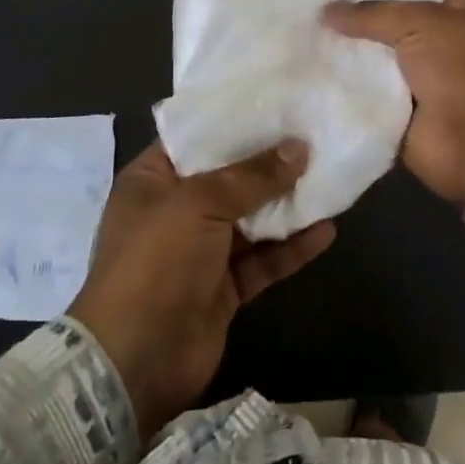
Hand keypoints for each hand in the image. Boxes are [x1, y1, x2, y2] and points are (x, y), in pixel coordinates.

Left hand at [67, 140, 334, 439]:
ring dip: (286, 203)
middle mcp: (176, 208)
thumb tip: (299, 148)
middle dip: (269, 160)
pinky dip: (291, 247)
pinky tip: (326, 230)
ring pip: (251, 218)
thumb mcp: (200, 203)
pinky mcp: (224, 287)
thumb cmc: (157, 261)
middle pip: (229, 176)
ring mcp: (201, 250)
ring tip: (328, 176)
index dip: (234, 120)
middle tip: (313, 135)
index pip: (196, 137)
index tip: (276, 102)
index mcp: (154, 179)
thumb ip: (252, 176)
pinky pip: (263, 259)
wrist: (136, 361)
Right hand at [324, 0, 464, 206]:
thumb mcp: (422, 24)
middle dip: (350, 11)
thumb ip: (372, 14)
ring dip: (340, 48)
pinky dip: (339, 84)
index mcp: (453, 8)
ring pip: (369, 54)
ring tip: (294, 28)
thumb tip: (327, 11)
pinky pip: (361, 91)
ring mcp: (414, 76)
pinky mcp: (394, 108)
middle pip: (384, 17)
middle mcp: (433, 38)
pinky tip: (304, 67)